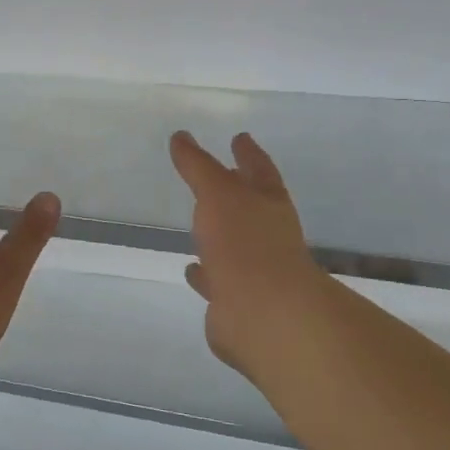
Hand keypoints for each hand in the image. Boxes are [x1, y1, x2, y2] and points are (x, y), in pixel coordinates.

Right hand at [170, 130, 327, 373]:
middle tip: (219, 176)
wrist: (263, 313)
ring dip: (220, 234)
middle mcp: (267, 234)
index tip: (240, 137)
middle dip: (237, 192)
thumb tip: (181, 136)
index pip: (259, 169)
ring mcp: (256, 269)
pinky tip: (191, 269)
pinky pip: (218, 280)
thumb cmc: (245, 242)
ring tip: (198, 224)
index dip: (248, 153)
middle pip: (251, 206)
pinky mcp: (238, 302)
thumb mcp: (218, 194)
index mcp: (269, 203)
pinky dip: (205, 274)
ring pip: (235, 244)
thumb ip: (198, 166)